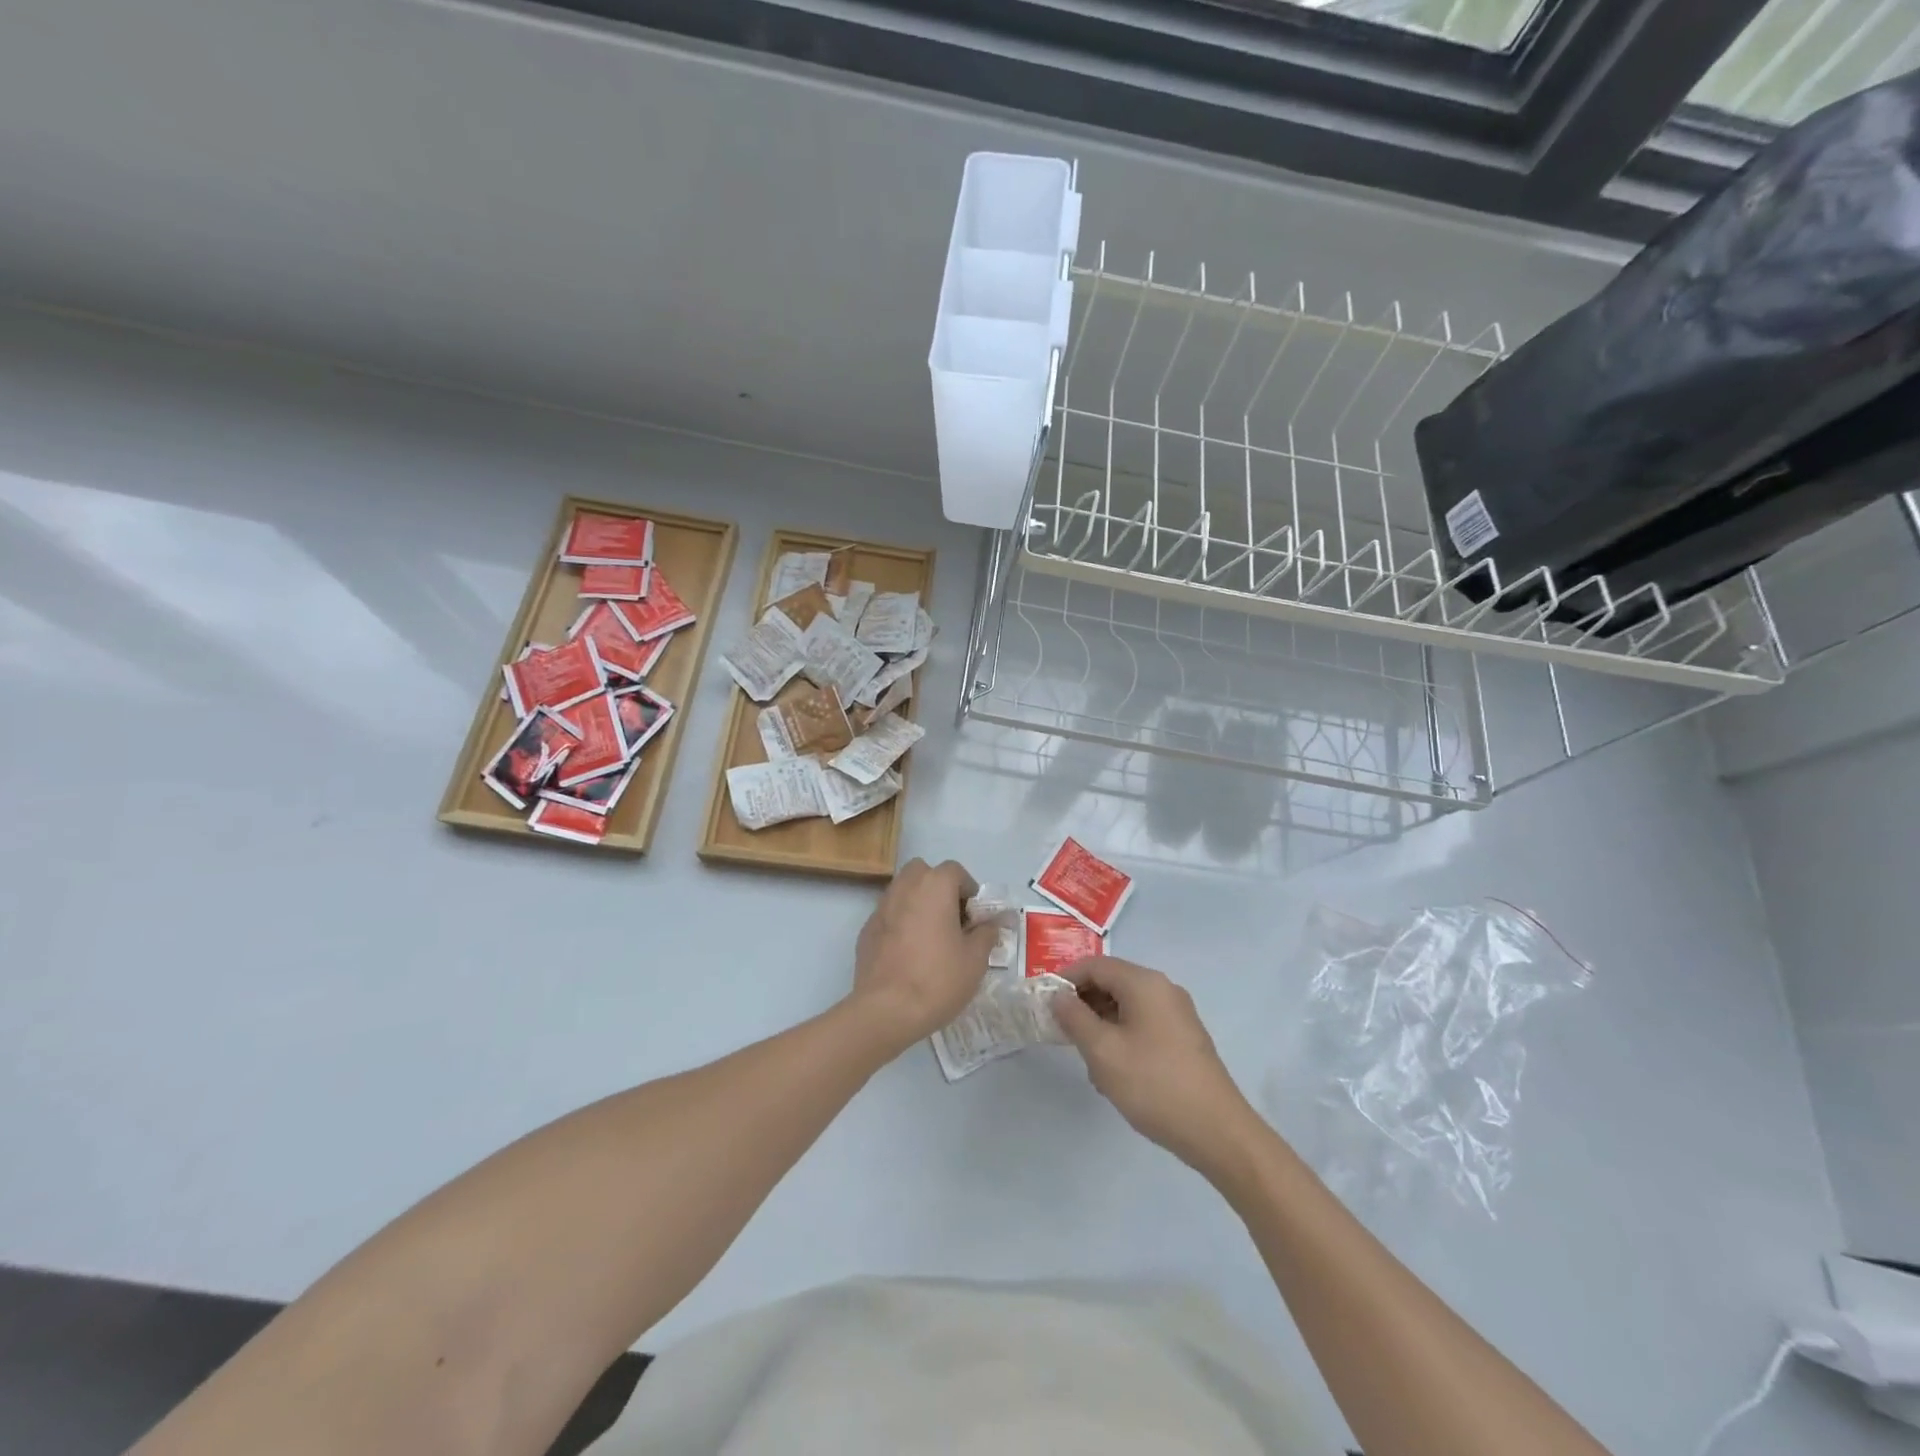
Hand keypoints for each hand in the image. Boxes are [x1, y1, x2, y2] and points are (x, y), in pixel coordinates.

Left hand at [846, 858, 997, 1054]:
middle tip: (951, 919)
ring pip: (903, 891)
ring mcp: (881, 908)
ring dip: (918, 903)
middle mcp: (905, 887)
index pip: (955, 870)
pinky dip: (900, 923)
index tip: (974, 917)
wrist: (886, 1010)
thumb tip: (992, 923)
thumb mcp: (976, 959)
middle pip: (923, 872)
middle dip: (938, 888)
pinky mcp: (866, 930)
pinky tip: (908, 953)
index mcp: (934, 886)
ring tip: (930, 937)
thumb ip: (986, 933)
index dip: (968, 890)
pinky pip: (889, 915)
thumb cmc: (938, 979)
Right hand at [1053, 957, 1257, 1177]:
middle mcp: (1163, 989)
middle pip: (1112, 982)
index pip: (1095, 965)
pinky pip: (1143, 1024)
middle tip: (1062, 1034)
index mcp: (1144, 983)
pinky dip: (1122, 1038)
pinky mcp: (1184, 1038)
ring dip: (1101, 1026)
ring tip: (1089, 1062)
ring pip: (1126, 1006)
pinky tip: (1115, 1073)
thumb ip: (1074, 1018)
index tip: (1044, 1003)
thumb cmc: (1153, 1085)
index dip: (1066, 979)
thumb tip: (1058, 996)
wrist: (1217, 1132)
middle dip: (1084, 1005)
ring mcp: (1177, 1014)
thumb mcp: (1103, 1051)